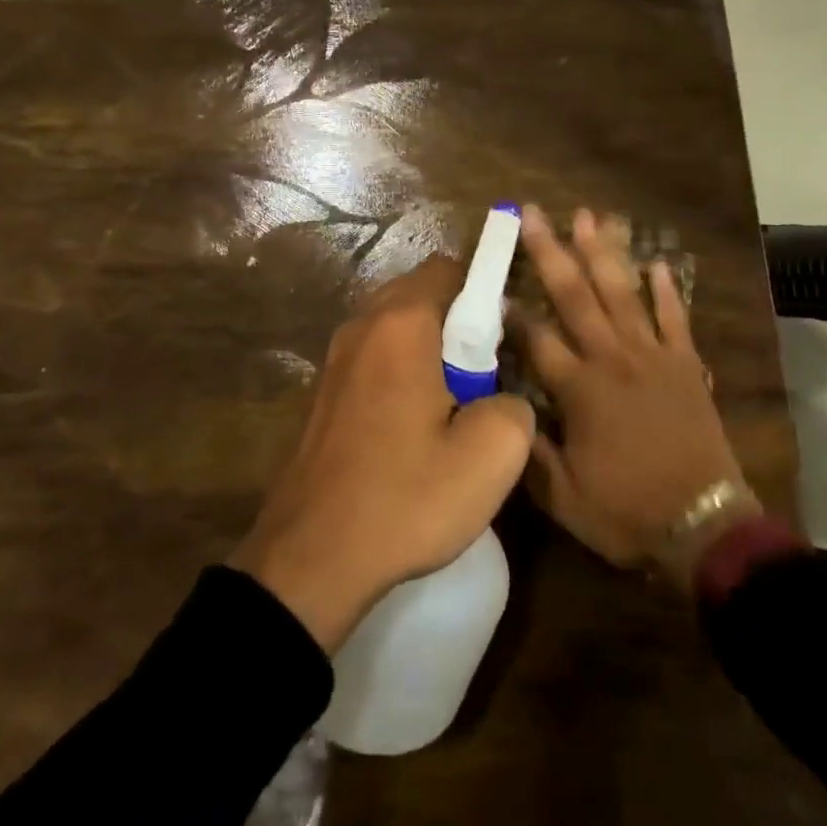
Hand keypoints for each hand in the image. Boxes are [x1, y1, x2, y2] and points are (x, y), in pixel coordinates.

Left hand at [230, 257, 535, 651]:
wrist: (311, 557)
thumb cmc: (405, 497)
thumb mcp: (491, 458)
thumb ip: (515, 405)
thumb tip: (503, 397)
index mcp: (401, 324)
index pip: (448, 269)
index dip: (484, 289)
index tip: (504, 334)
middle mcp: (362, 325)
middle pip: (419, 292)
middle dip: (457, 319)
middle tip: (483, 373)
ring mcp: (335, 357)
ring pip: (394, 325)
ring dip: (428, 347)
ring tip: (452, 403)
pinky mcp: (323, 391)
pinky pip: (373, 356)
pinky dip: (400, 368)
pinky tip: (413, 424)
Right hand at [519, 206, 759, 590]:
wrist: (705, 527)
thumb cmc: (627, 512)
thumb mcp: (563, 498)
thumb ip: (531, 451)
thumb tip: (504, 411)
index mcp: (579, 390)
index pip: (537, 338)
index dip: (513, 311)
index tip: (496, 282)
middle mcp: (612, 360)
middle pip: (574, 296)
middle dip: (550, 252)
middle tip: (533, 213)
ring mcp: (653, 357)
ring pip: (622, 293)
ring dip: (602, 253)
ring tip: (587, 216)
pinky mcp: (685, 364)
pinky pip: (675, 318)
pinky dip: (666, 290)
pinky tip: (657, 263)